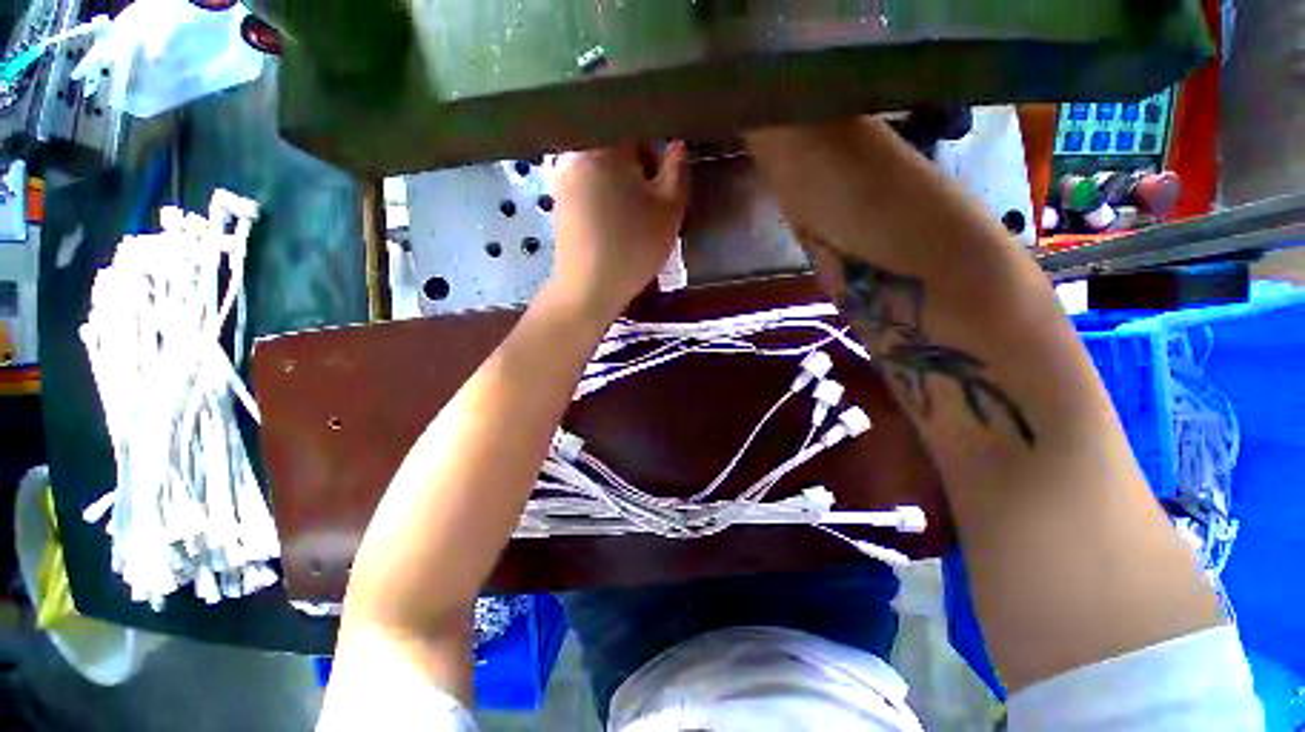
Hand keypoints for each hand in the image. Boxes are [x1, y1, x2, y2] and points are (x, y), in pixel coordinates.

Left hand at [549, 142, 689, 318]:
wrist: (589, 289)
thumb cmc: (634, 247)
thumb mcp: (669, 209)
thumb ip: (677, 170)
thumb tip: (677, 144)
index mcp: (605, 144)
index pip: (637, 124)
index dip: (657, 148)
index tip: (665, 177)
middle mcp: (577, 152)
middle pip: (617, 145)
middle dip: (639, 167)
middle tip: (652, 201)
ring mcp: (563, 177)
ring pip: (603, 168)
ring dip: (623, 184)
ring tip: (634, 217)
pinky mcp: (560, 202)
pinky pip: (590, 187)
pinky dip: (606, 198)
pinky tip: (614, 225)